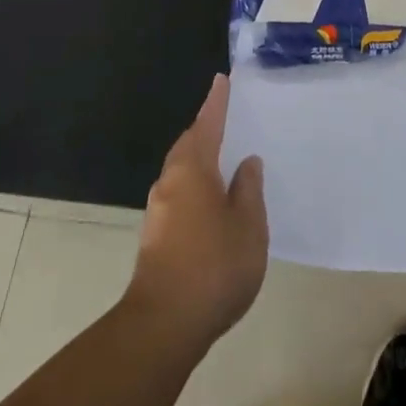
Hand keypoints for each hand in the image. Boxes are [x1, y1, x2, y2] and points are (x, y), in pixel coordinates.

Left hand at [124, 74, 267, 351]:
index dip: (216, 103)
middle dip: (205, 130)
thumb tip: (247, 162)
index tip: (222, 80)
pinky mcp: (157, 236)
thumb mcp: (248, 225)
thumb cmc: (214, 266)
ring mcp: (159, 211)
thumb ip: (248, 190)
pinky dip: (197, 184)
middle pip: (188, 145)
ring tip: (226, 157)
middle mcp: (170, 182)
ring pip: (182, 171)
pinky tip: (214, 200)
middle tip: (228, 118)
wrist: (164, 325)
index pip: (207, 125)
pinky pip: (181, 193)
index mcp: (192, 170)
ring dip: (200, 159)